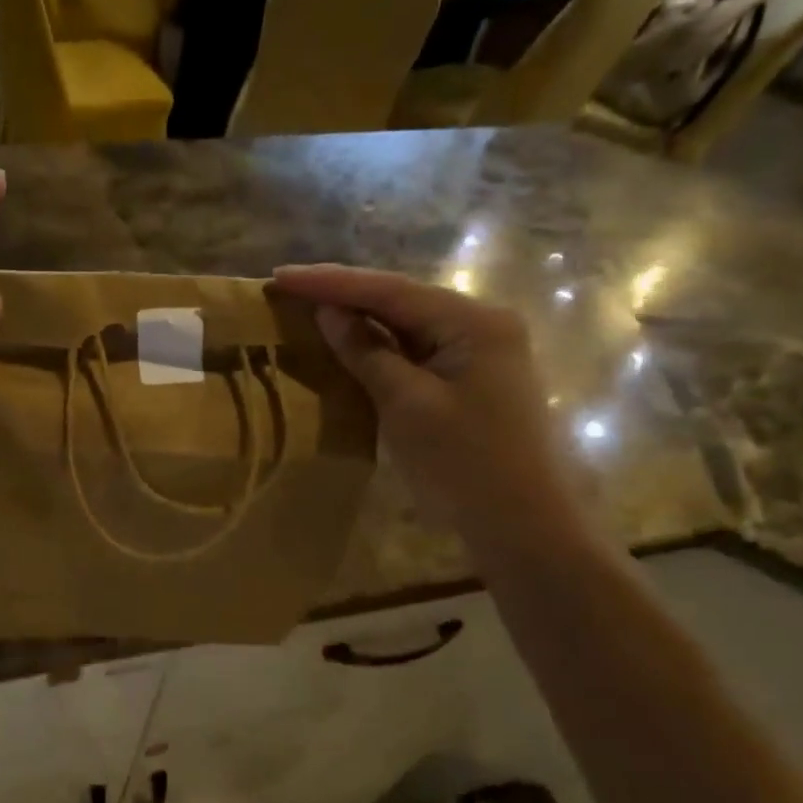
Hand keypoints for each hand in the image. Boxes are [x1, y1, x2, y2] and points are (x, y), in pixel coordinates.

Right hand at [273, 264, 581, 547]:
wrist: (522, 526)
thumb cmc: (463, 464)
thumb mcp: (405, 405)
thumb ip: (366, 352)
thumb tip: (329, 313)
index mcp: (474, 322)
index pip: (390, 291)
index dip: (331, 282)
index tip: (280, 276)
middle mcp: (482, 324)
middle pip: (401, 300)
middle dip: (344, 293)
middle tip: (289, 286)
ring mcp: (481, 352)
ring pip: (408, 324)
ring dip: (360, 318)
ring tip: (308, 306)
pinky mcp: (472, 379)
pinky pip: (417, 350)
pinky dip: (380, 346)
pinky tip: (349, 342)